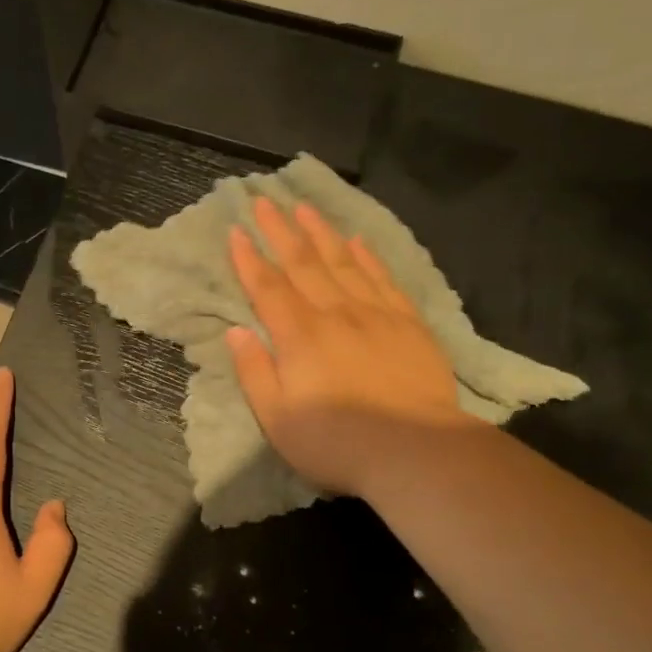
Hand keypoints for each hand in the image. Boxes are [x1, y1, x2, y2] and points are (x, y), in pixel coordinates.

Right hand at [226, 197, 472, 497]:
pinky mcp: (408, 324)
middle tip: (265, 200)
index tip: (236, 230)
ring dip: (321, 233)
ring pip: (343, 262)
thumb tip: (236, 331)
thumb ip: (253, 371)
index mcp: (299, 336)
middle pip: (303, 264)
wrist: (415, 451)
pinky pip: (383, 279)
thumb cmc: (335, 442)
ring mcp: (375, 315)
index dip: (249, 259)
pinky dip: (367, 257)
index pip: (267, 288)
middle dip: (281, 230)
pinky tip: (357, 241)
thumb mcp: (276, 418)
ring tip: (305, 207)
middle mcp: (335, 314)